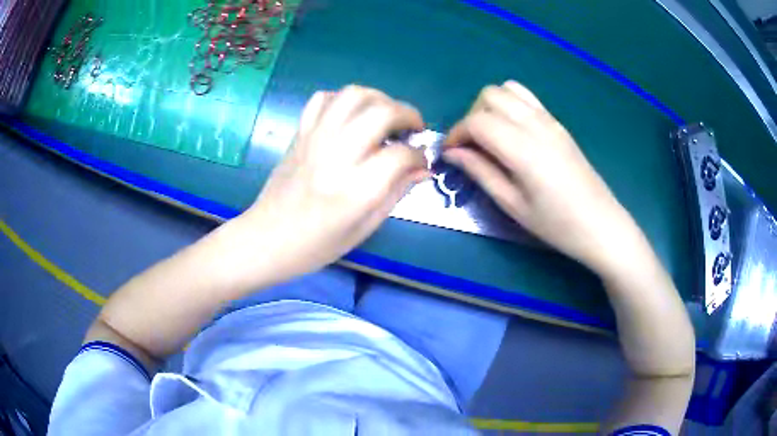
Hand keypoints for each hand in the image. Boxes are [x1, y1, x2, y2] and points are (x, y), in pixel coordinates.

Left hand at [242, 85, 428, 277]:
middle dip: (408, 115)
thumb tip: (422, 168)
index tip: (420, 162)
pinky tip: (351, 117)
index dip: (419, 156)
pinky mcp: (300, 134)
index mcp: (355, 189)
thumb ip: (396, 193)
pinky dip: (343, 100)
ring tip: (386, 116)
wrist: (267, 238)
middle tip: (412, 130)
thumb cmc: (317, 245)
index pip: (400, 155)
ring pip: (354, 94)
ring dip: (379, 99)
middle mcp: (336, 156)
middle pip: (382, 112)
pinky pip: (323, 99)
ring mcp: (315, 139)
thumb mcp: (365, 228)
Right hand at [443, 81, 639, 272]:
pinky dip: (510, 104)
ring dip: (490, 106)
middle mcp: (535, 124)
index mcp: (522, 148)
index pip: (477, 121)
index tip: (450, 153)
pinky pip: (527, 98)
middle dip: (471, 116)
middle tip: (471, 147)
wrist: (600, 224)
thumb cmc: (556, 224)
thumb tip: (452, 153)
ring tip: (491, 136)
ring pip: (507, 90)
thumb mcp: (512, 205)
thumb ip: (480, 172)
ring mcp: (549, 120)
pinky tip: (512, 131)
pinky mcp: (558, 123)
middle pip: (489, 96)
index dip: (456, 133)